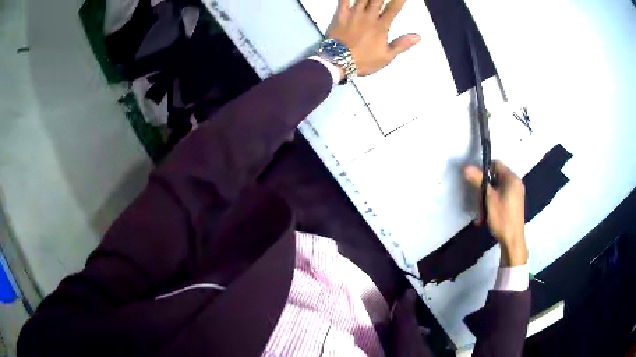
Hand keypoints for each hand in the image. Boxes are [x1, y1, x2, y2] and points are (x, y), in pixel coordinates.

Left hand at [327, 0, 420, 75]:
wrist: (339, 63)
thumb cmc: (363, 61)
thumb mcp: (387, 57)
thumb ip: (402, 44)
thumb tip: (418, 36)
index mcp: (381, 26)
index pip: (394, 8)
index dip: (399, 0)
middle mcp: (369, 17)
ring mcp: (354, 14)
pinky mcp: (340, 14)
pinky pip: (344, 0)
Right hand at [465, 161, 527, 266]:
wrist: (513, 241)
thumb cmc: (502, 218)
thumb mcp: (488, 199)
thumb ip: (478, 181)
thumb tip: (466, 167)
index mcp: (512, 179)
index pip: (496, 164)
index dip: (484, 171)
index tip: (477, 183)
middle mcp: (516, 183)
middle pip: (496, 177)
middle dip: (484, 189)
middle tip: (479, 203)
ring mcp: (516, 194)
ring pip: (497, 189)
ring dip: (487, 198)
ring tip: (482, 213)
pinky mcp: (514, 204)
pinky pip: (501, 197)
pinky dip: (493, 203)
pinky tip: (487, 216)